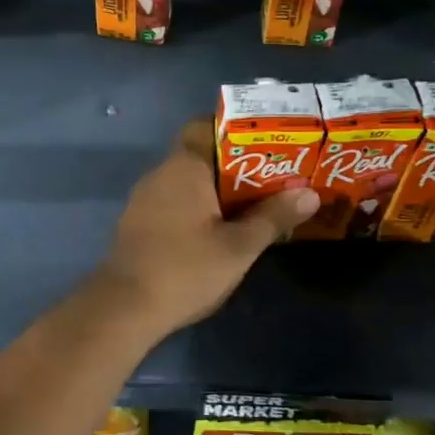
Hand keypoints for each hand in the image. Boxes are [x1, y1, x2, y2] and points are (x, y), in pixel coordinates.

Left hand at [96, 121, 318, 333]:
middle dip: (235, 166)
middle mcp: (160, 174)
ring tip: (253, 205)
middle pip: (200, 156)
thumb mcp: (239, 247)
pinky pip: (173, 203)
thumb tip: (309, 193)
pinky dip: (197, 209)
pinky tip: (218, 231)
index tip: (265, 144)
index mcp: (184, 167)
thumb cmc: (186, 270)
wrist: (124, 308)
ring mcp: (144, 200)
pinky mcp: (138, 224)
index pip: (204, 126)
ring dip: (216, 191)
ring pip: (187, 183)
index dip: (234, 130)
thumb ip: (273, 217)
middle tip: (272, 179)